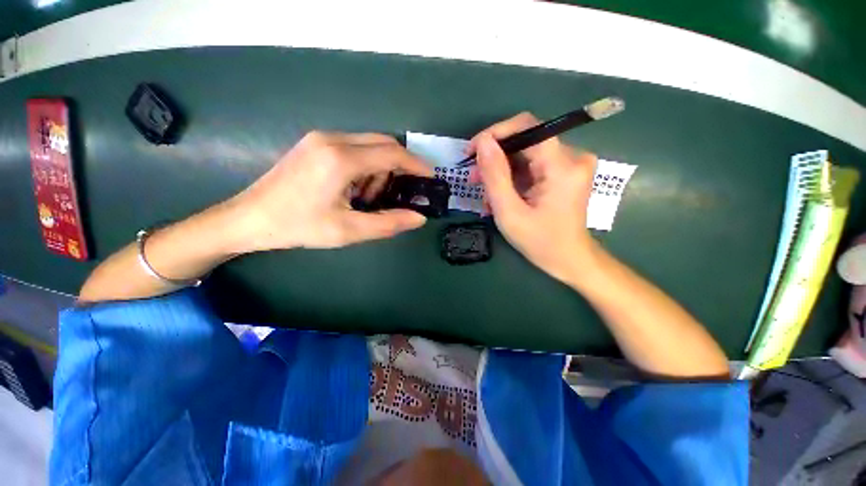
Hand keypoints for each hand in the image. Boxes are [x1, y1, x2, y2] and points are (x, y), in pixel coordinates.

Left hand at [231, 131, 432, 251]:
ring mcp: (321, 138)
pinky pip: (353, 147)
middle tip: (400, 193)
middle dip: (399, 167)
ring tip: (368, 198)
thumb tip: (419, 218)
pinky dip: (365, 166)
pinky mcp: (315, 143)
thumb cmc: (299, 227)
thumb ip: (389, 223)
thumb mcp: (349, 231)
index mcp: (341, 159)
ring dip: (379, 169)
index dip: (416, 165)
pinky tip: (353, 188)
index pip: (392, 153)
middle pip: (383, 143)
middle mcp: (333, 139)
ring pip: (369, 145)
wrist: (249, 218)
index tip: (430, 177)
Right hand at [469, 113, 597, 283]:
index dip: (495, 134)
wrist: (569, 259)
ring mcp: (571, 163)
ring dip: (501, 170)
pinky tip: (501, 196)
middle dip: (495, 157)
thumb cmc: (540, 242)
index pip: (527, 127)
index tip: (472, 151)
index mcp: (562, 166)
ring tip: (485, 194)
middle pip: (525, 140)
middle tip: (473, 178)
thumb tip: (482, 142)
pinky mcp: (565, 171)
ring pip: (526, 153)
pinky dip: (513, 177)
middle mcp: (573, 156)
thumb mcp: (509, 212)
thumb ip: (495, 175)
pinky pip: (532, 164)